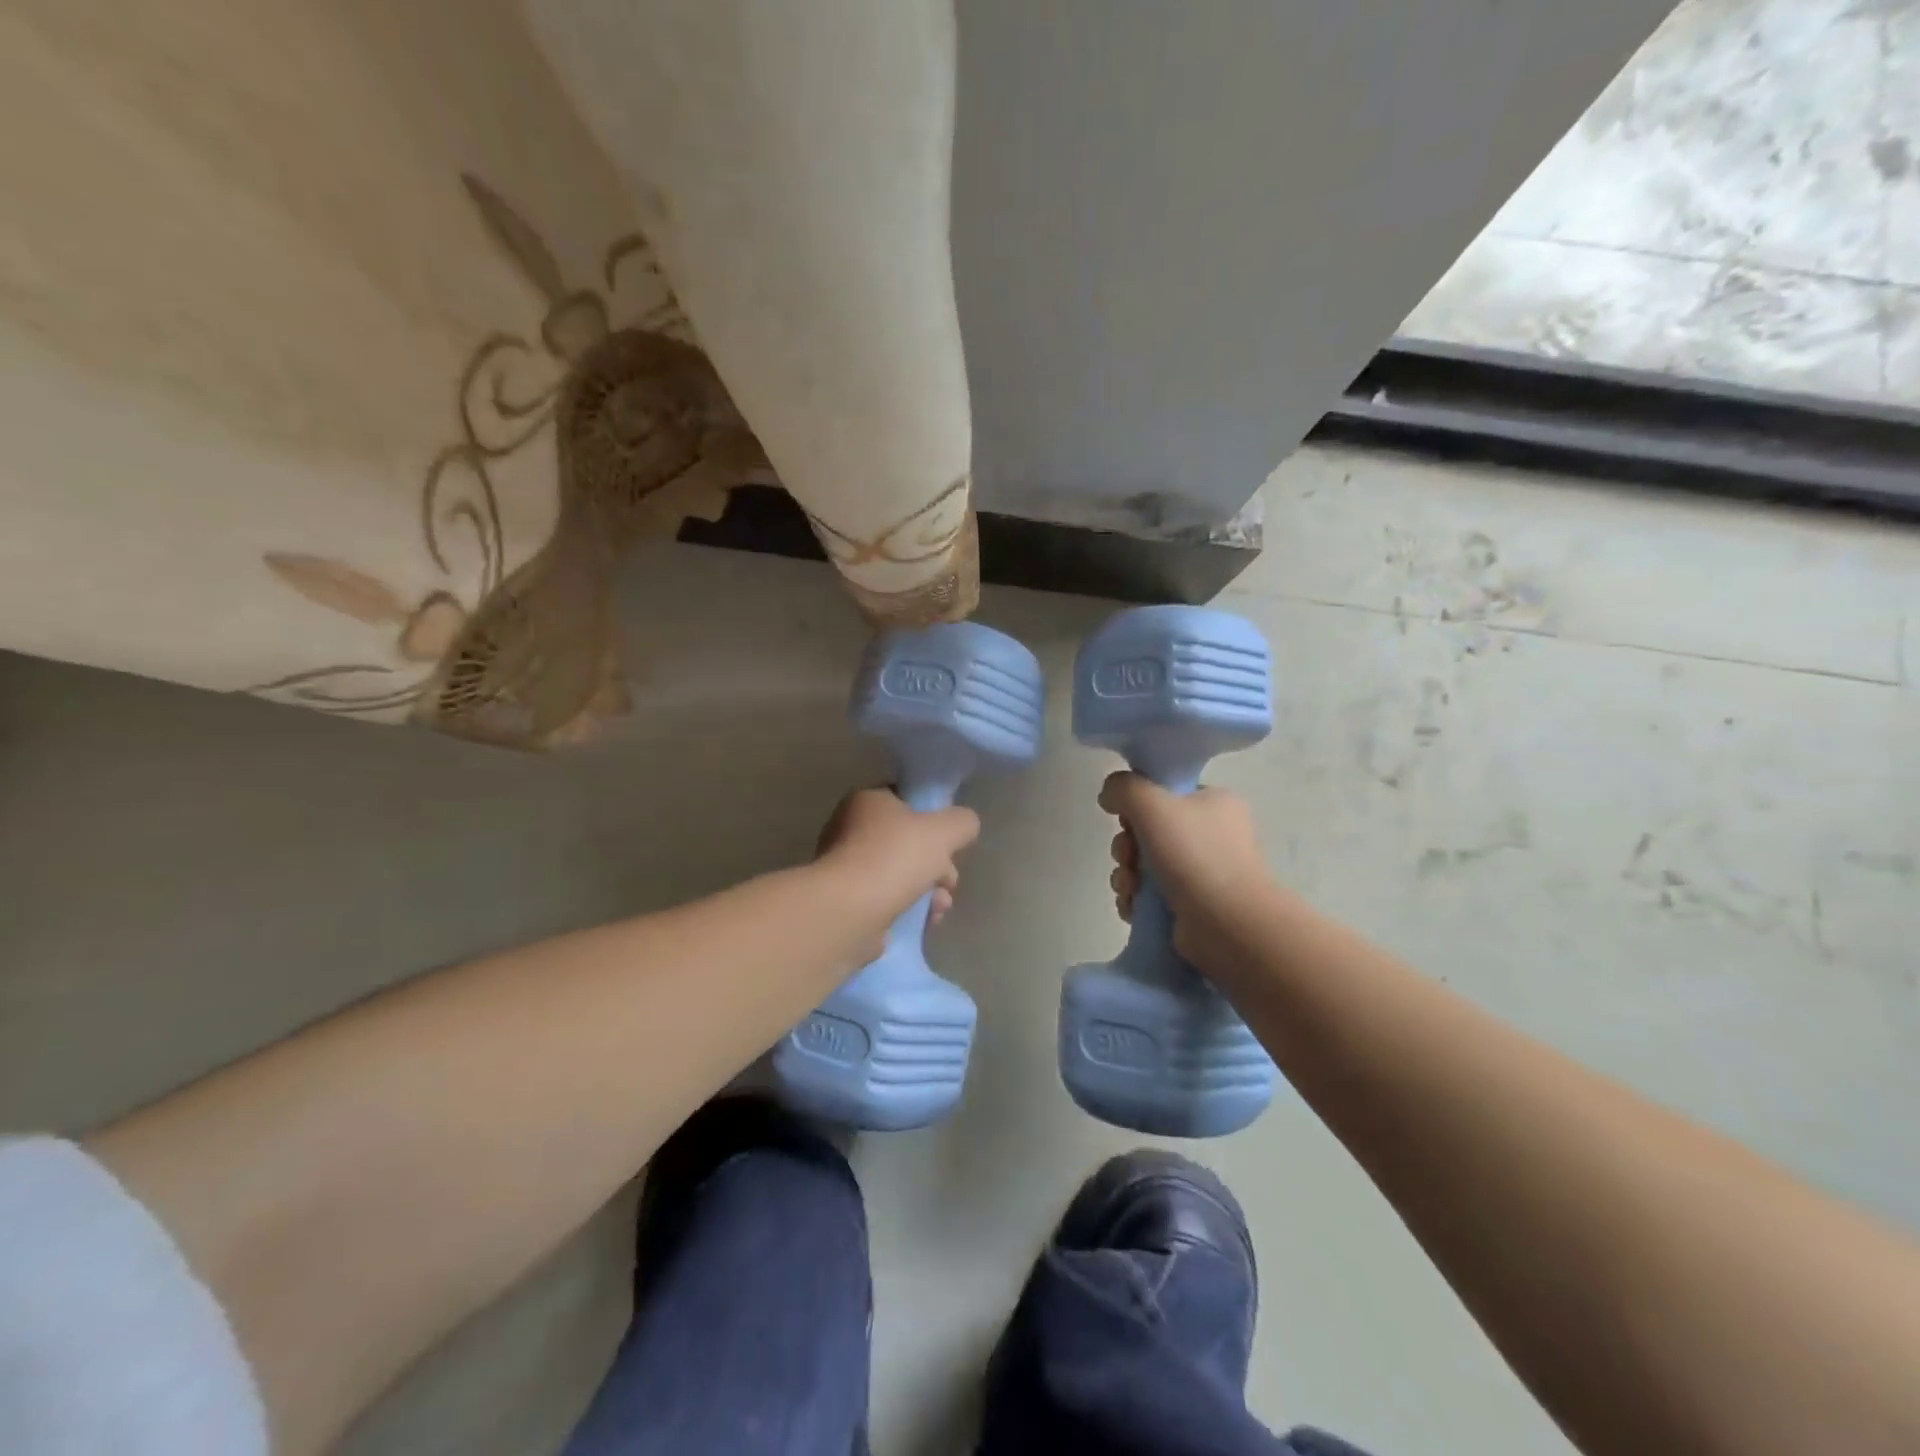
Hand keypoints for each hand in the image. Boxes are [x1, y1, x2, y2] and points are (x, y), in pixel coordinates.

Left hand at [814, 788, 979, 957]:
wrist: (849, 911)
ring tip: (940, 907)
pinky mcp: (847, 902)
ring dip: (928, 890)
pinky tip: (926, 921)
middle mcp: (850, 829)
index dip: (933, 819)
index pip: (906, 801)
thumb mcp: (943, 830)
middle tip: (949, 880)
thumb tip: (965, 826)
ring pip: (901, 874)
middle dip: (937, 864)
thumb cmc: (894, 858)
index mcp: (867, 801)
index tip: (950, 841)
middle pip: (907, 842)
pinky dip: (909, 908)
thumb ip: (962, 822)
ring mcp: (846, 868)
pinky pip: (887, 900)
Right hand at [1099, 772, 1271, 967]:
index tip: (1127, 820)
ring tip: (1130, 888)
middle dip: (1127, 846)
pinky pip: (1150, 895)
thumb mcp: (1152, 804)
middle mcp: (1212, 836)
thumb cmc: (1194, 856)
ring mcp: (1203, 874)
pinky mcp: (1192, 907)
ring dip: (1126, 875)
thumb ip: (1123, 788)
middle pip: (1149, 831)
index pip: (1166, 794)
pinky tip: (1133, 907)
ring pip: (1145, 865)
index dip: (1138, 805)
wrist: (1229, 926)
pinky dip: (1136, 900)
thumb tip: (1109, 795)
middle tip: (1127, 857)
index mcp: (1215, 804)